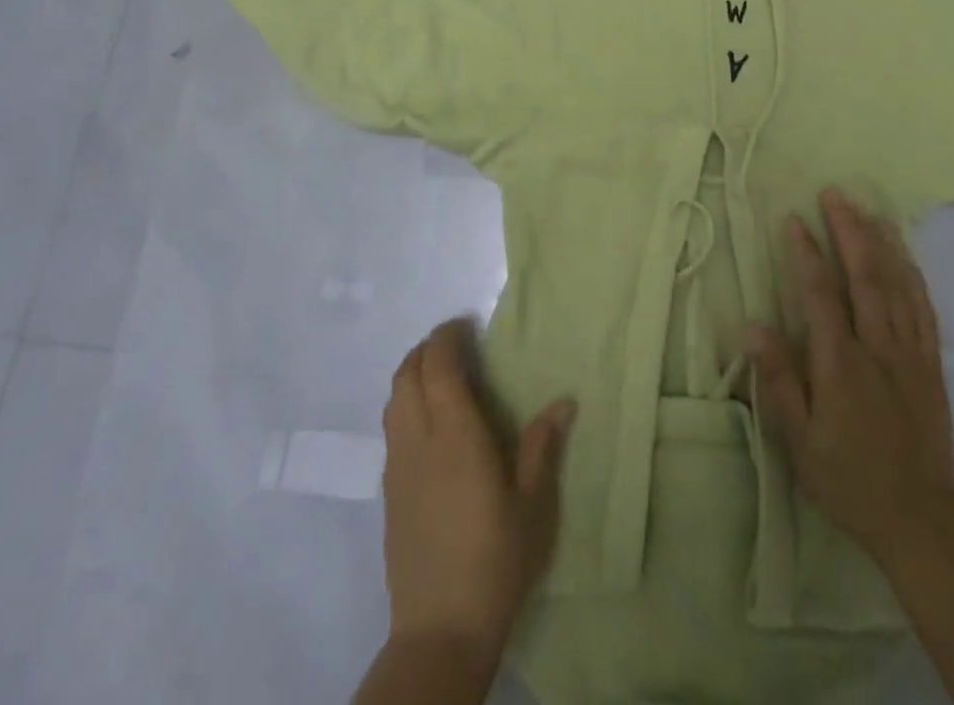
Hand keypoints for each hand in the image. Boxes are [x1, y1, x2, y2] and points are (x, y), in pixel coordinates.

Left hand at [379, 319, 575, 664]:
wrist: (441, 630)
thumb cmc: (497, 558)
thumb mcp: (534, 502)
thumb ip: (543, 445)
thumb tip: (564, 400)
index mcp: (455, 433)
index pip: (437, 364)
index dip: (447, 336)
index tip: (467, 325)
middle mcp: (419, 439)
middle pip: (407, 373)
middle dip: (428, 348)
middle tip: (457, 344)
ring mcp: (398, 465)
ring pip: (393, 398)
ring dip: (413, 373)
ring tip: (442, 376)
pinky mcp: (388, 490)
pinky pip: (391, 426)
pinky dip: (406, 403)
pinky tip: (430, 423)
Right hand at [746, 189, 953, 569]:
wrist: (922, 521)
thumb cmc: (849, 479)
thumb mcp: (800, 441)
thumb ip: (777, 381)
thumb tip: (752, 327)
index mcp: (841, 363)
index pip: (820, 294)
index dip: (807, 253)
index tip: (794, 219)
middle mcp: (878, 347)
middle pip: (864, 276)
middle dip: (848, 230)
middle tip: (834, 194)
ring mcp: (910, 353)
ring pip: (897, 285)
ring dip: (881, 243)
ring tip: (868, 209)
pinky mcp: (932, 365)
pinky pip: (924, 309)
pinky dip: (913, 275)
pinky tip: (905, 255)